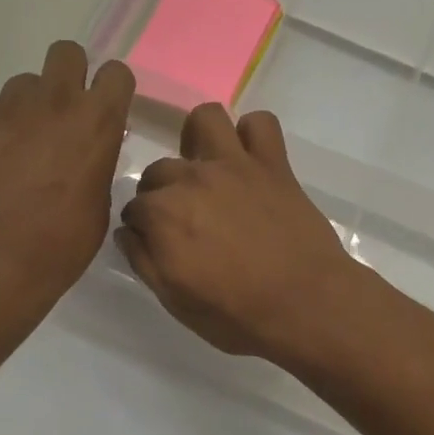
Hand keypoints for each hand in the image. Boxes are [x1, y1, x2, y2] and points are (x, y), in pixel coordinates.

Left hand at [0, 42, 133, 309]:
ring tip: (24, 147)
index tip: (107, 112)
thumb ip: (98, 162)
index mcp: (96, 123)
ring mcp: (8, 109)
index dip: (112, 90)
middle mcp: (54, 102)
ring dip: (30, 106)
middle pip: (66, 53)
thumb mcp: (100, 203)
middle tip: (64, 114)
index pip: (115, 73)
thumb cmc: (63, 243)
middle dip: (69, 75)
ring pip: (24, 84)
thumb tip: (90, 149)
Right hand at [117, 104, 368, 361]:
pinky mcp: (273, 164)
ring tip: (207, 168)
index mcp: (162, 214)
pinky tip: (251, 160)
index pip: (134, 208)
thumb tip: (128, 232)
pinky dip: (253, 135)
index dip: (142, 227)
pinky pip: (261, 123)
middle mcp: (191, 179)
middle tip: (184, 219)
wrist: (305, 305)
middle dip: (162, 192)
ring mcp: (234, 165)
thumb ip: (144, 261)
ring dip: (199, 140)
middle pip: (160, 169)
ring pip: (205, 120)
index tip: (155, 243)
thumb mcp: (175, 301)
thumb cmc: (237, 314)